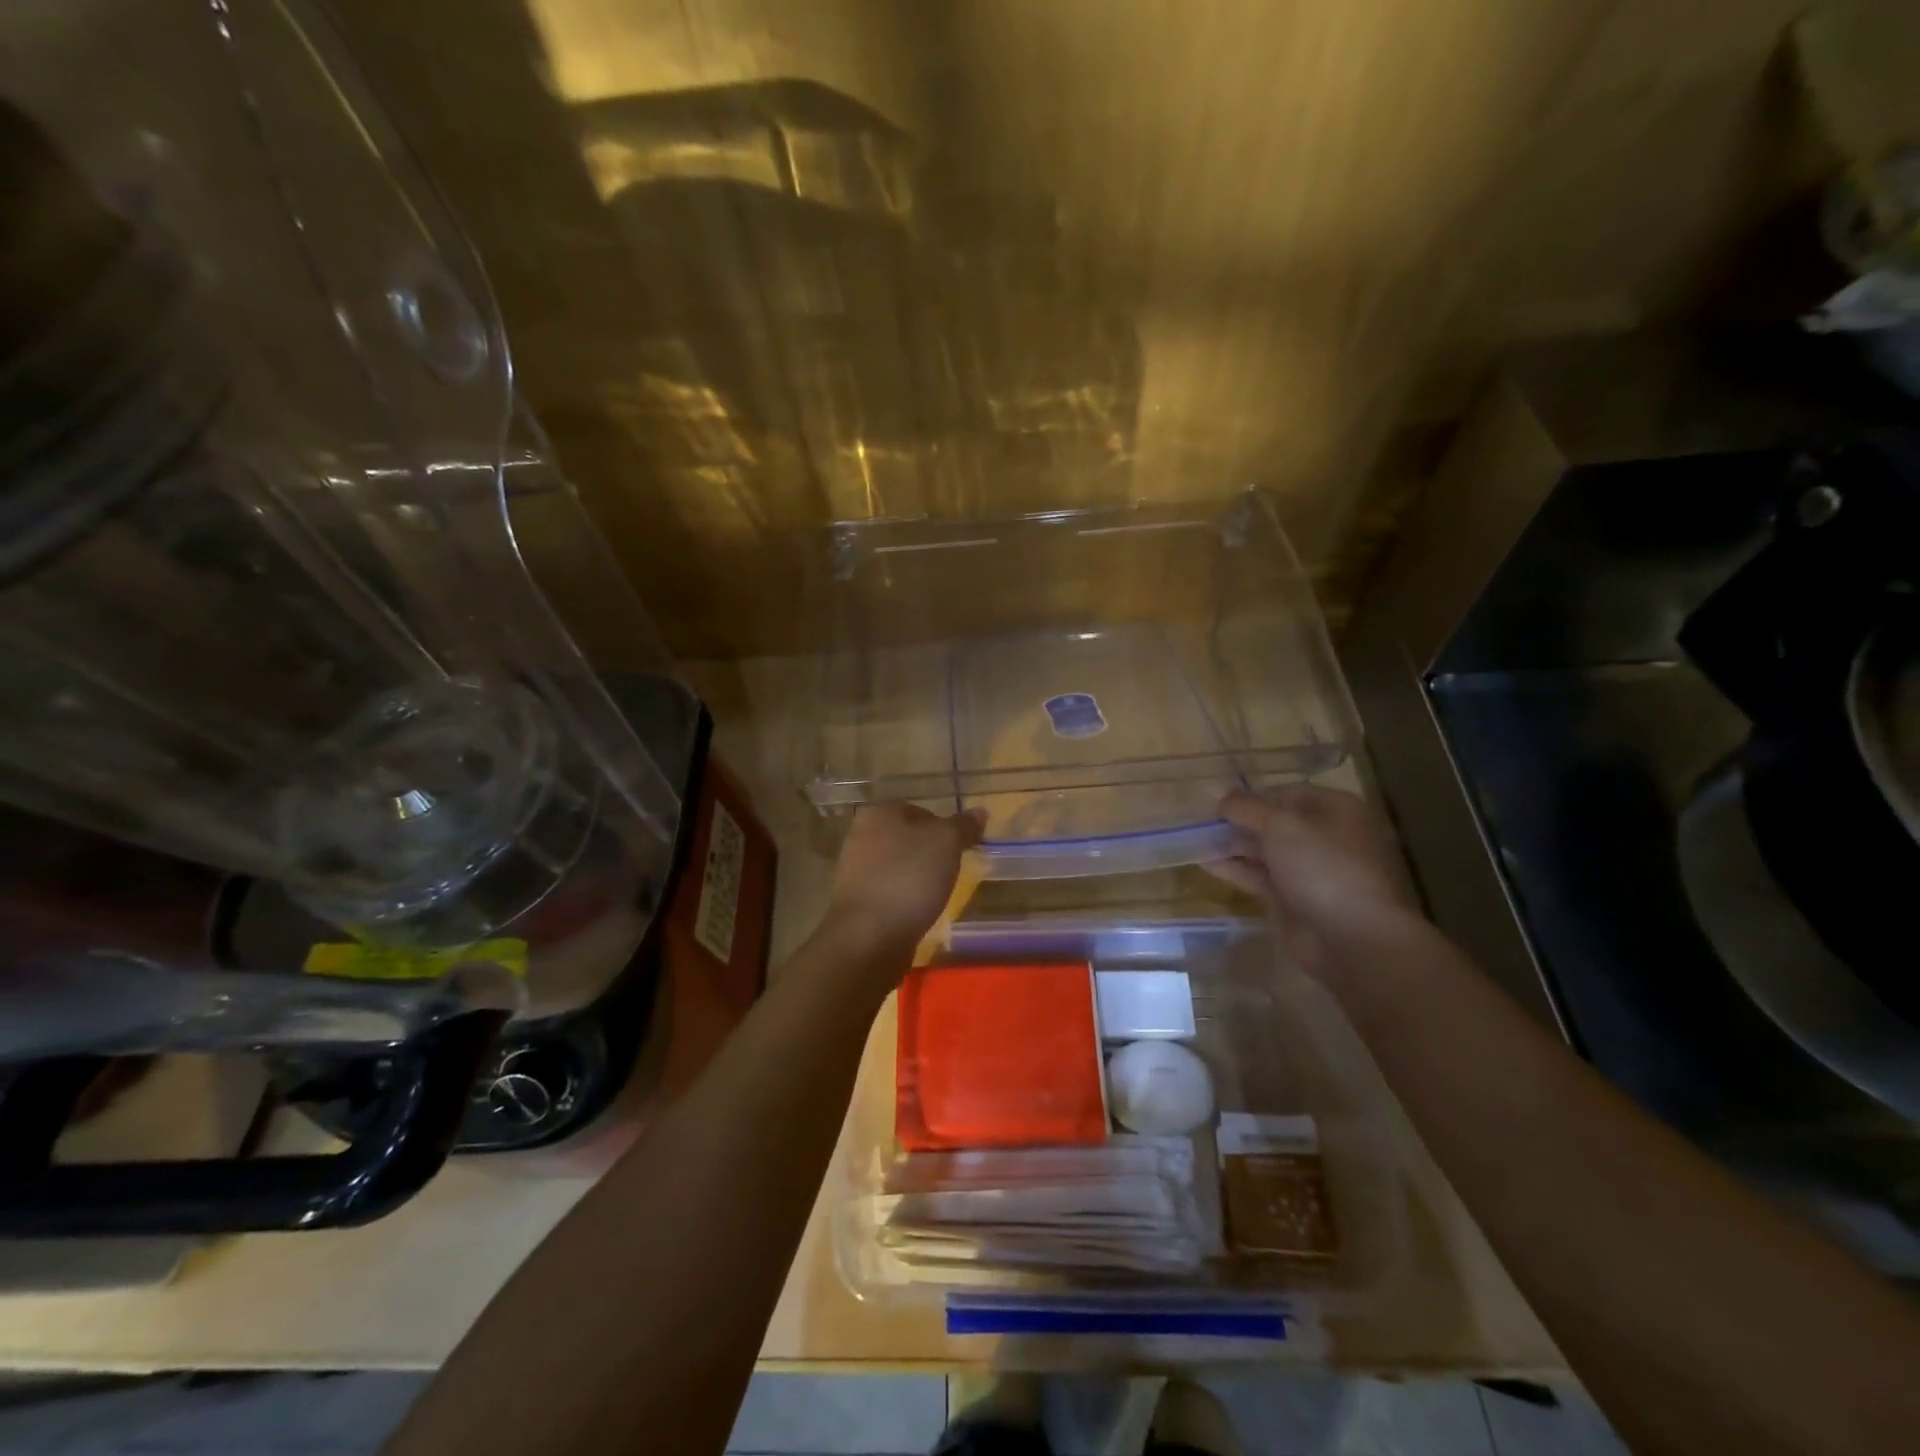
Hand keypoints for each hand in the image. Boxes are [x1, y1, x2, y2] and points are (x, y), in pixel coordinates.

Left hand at [827, 804, 985, 955]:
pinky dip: (905, 899)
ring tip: (937, 895)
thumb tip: (980, 812)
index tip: (960, 849)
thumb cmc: (909, 877)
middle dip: (930, 854)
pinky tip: (917, 912)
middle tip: (951, 872)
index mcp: (878, 813)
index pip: (920, 811)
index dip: (944, 828)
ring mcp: (854, 871)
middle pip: (908, 839)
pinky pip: (889, 892)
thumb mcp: (947, 842)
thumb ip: (964, 825)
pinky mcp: (856, 902)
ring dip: (917, 878)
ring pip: (898, 866)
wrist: (870, 935)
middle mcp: (860, 836)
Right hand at [1211, 786, 1418, 977]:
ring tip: (1192, 840)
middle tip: (1198, 821)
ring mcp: (1307, 869)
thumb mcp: (1280, 825)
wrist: (1351, 937)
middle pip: (1272, 822)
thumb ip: (1245, 807)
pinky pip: (1258, 876)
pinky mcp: (1291, 897)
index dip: (1250, 796)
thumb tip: (1217, 791)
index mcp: (1333, 810)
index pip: (1285, 793)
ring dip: (1230, 844)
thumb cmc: (1322, 866)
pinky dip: (1233, 868)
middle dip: (1237, 821)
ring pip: (1262, 850)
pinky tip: (1204, 863)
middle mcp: (1323, 836)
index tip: (1214, 801)